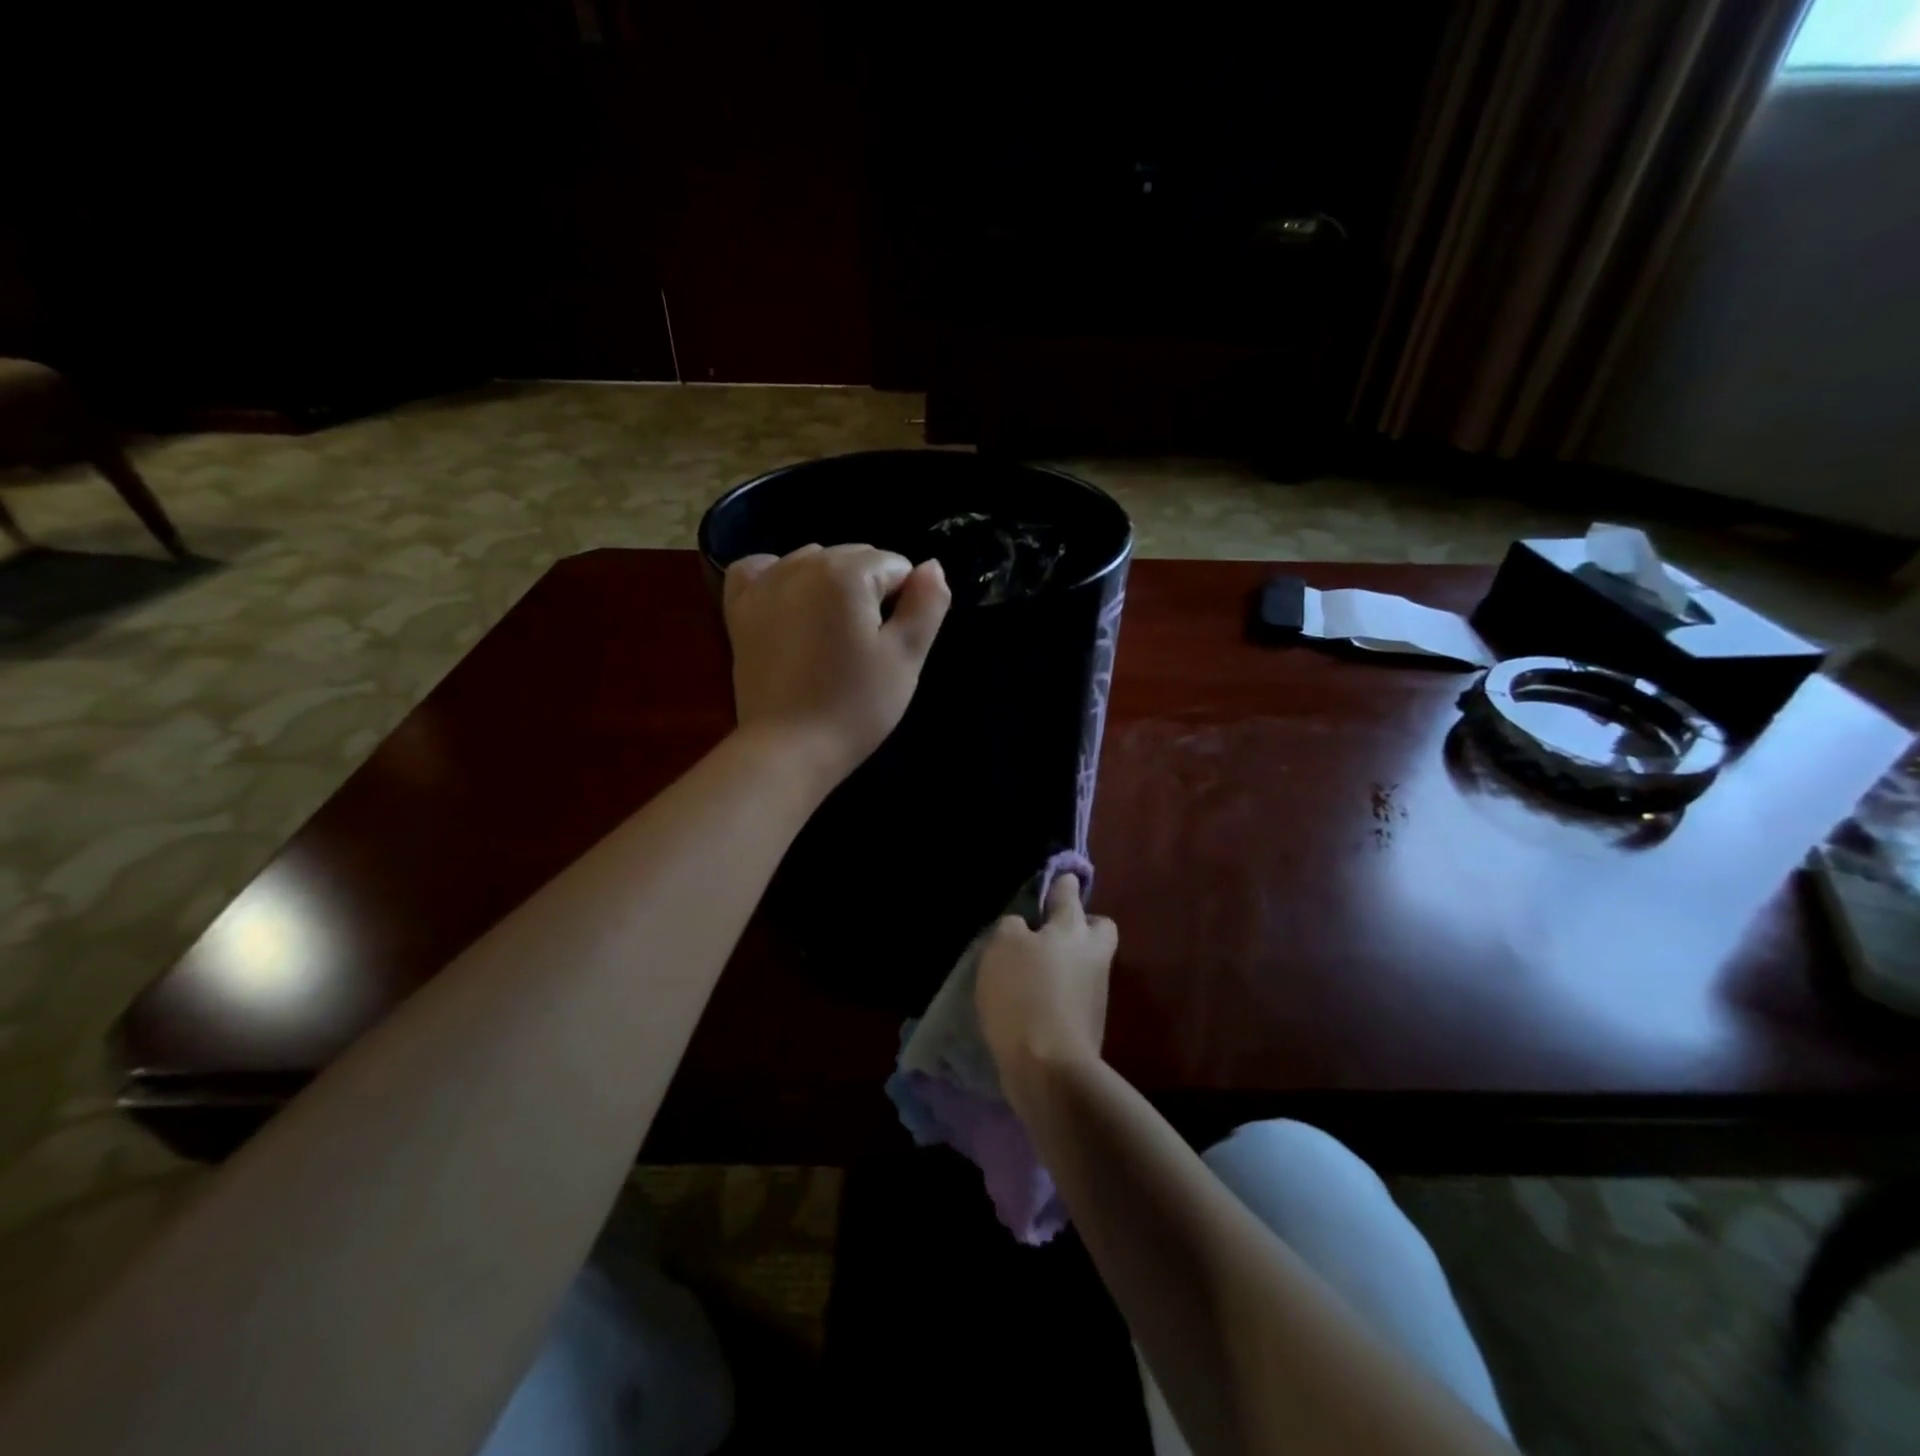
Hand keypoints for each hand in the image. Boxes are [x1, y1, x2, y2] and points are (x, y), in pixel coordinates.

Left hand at [723, 543, 950, 785]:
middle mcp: (802, 564)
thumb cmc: (855, 705)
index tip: (892, 644)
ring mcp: (765, 584)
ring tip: (831, 637)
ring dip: (830, 586)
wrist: (789, 749)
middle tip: (866, 648)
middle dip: (869, 592)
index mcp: (846, 572)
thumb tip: (932, 565)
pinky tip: (789, 603)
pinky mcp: (740, 609)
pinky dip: (777, 576)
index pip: (896, 566)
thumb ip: (927, 603)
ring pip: (814, 562)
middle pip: (856, 559)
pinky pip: (760, 569)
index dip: (906, 604)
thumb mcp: (906, 657)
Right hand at [976, 873, 1116, 1113]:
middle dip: (1080, 925)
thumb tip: (1023, 927)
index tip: (1056, 881)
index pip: (1069, 893)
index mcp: (1072, 928)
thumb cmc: (1023, 995)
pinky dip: (1060, 992)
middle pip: (1097, 928)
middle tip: (1050, 933)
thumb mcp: (1002, 948)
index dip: (1060, 885)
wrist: (1050, 1068)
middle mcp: (1093, 954)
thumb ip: (1012, 927)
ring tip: (1032, 971)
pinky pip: (1076, 992)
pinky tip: (1034, 1001)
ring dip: (1068, 961)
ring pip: (1088, 961)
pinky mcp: (1090, 1022)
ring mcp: (1096, 990)